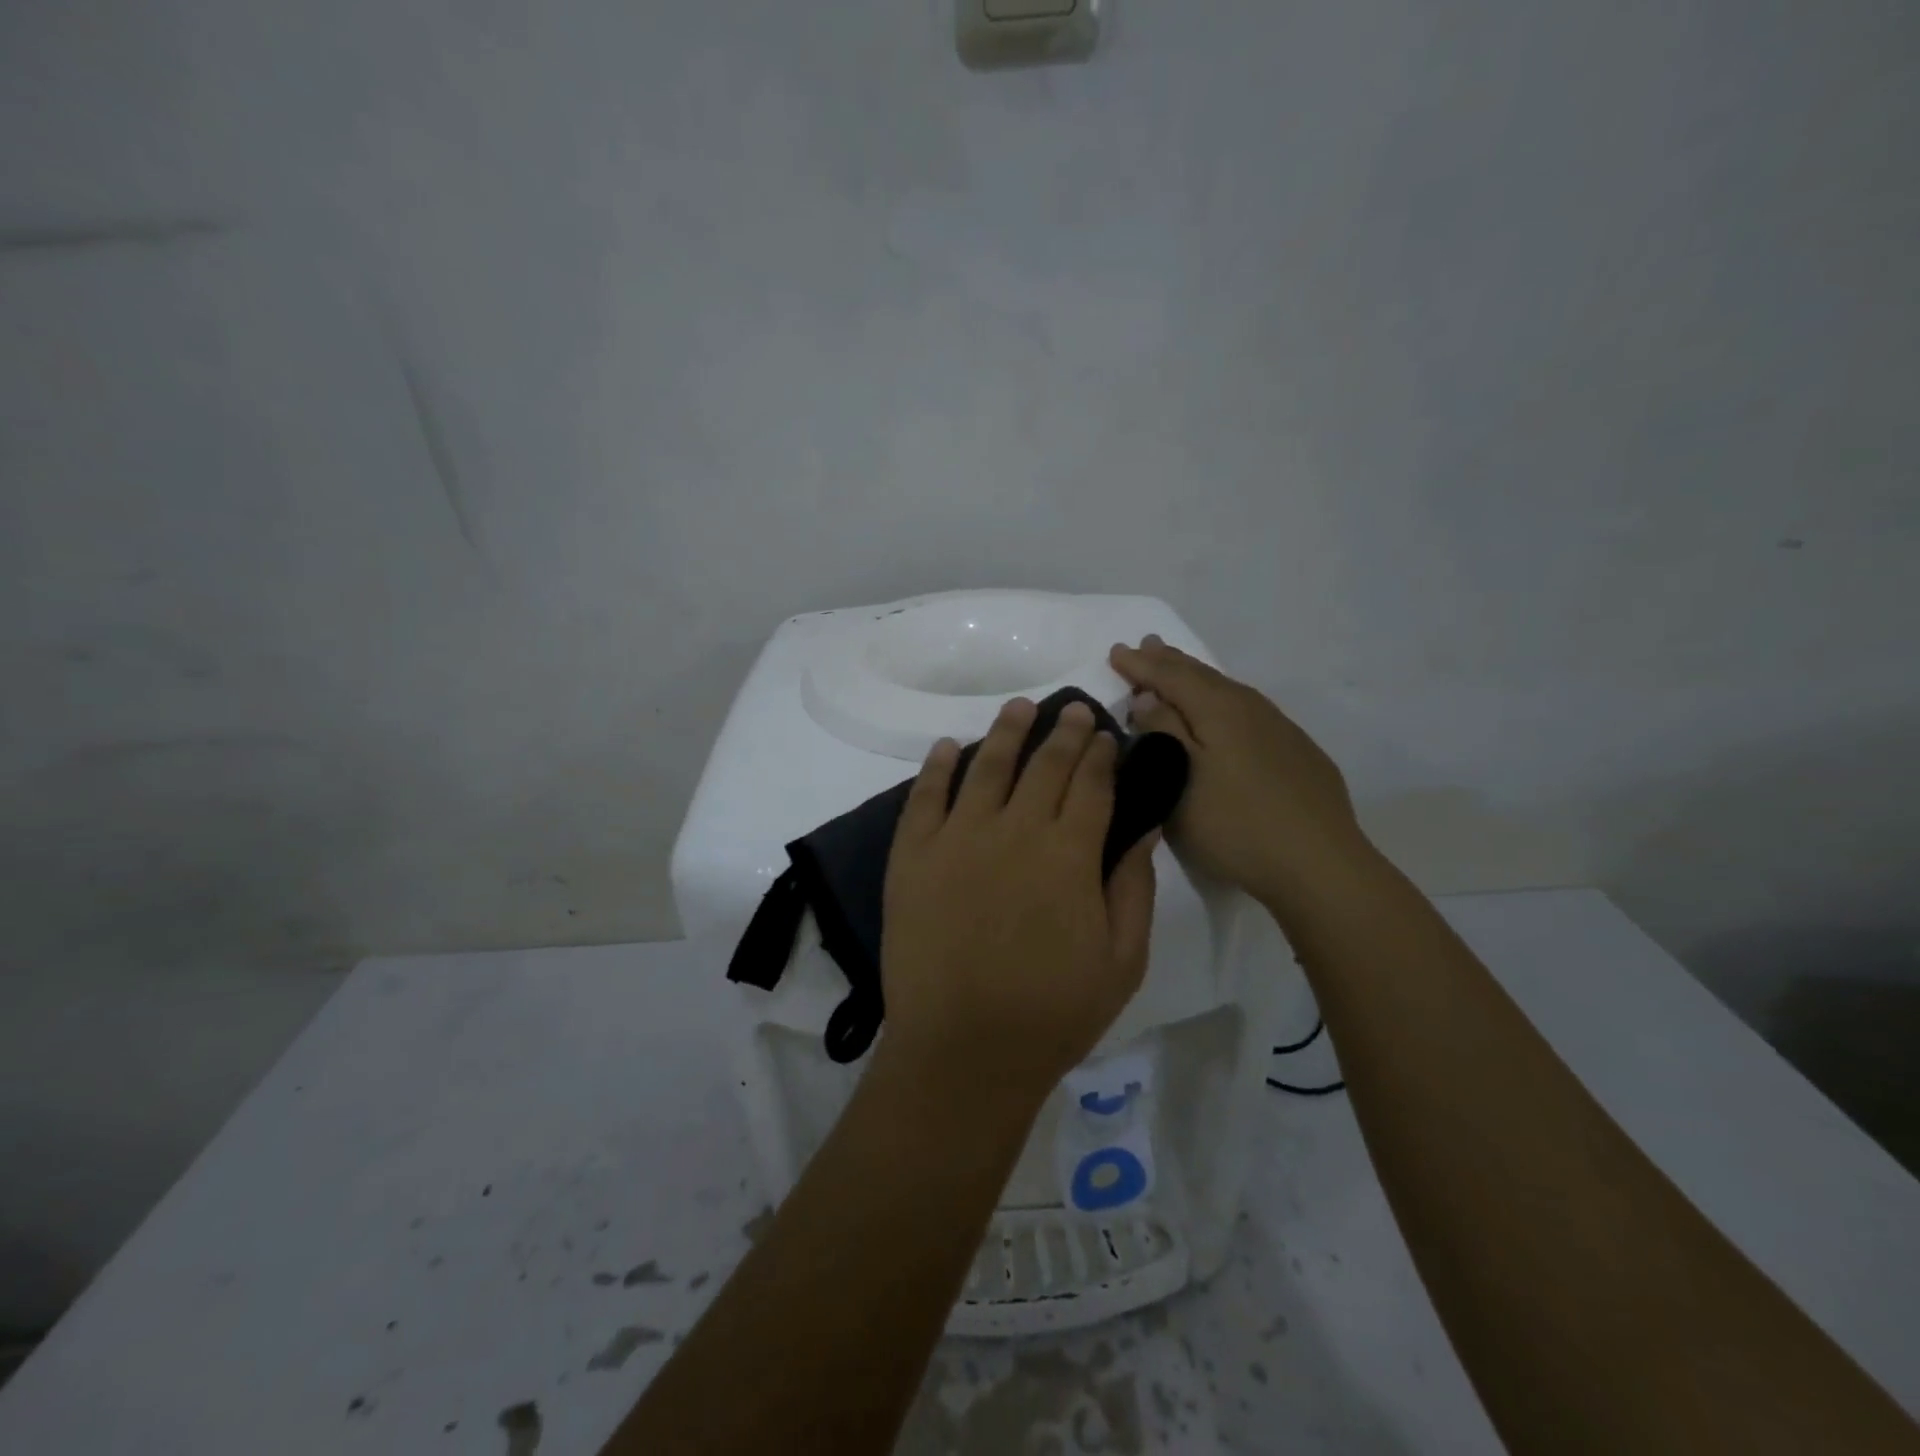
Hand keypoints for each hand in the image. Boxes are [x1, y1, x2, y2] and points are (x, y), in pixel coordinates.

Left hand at [880, 698, 1157, 1099]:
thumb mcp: (1122, 960)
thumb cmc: (1053, 1013)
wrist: (963, 1052)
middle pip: (1043, 766)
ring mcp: (957, 839)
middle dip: (1063, 732)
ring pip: (985, 767)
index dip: (1100, 753)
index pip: (1090, 784)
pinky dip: (937, 767)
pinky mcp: (912, 856)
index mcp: (1069, 854)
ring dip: (1006, 732)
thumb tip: (1141, 825)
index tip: (1104, 733)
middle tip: (1073, 708)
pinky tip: (949, 746)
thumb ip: (1133, 886)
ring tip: (1019, 707)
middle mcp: (1013, 830)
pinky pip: (924, 798)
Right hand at [1109, 636, 1371, 914]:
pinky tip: (1224, 713)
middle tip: (1147, 645)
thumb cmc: (1235, 823)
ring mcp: (1280, 729)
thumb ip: (1162, 732)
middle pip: (1202, 676)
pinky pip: (1248, 711)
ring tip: (1179, 670)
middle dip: (1169, 661)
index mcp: (1219, 708)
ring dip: (1197, 678)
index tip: (1116, 652)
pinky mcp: (1297, 752)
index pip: (1171, 675)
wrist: (1319, 864)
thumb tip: (1147, 697)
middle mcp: (1251, 707)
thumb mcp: (1181, 779)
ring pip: (1228, 691)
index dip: (1141, 665)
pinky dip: (1223, 701)